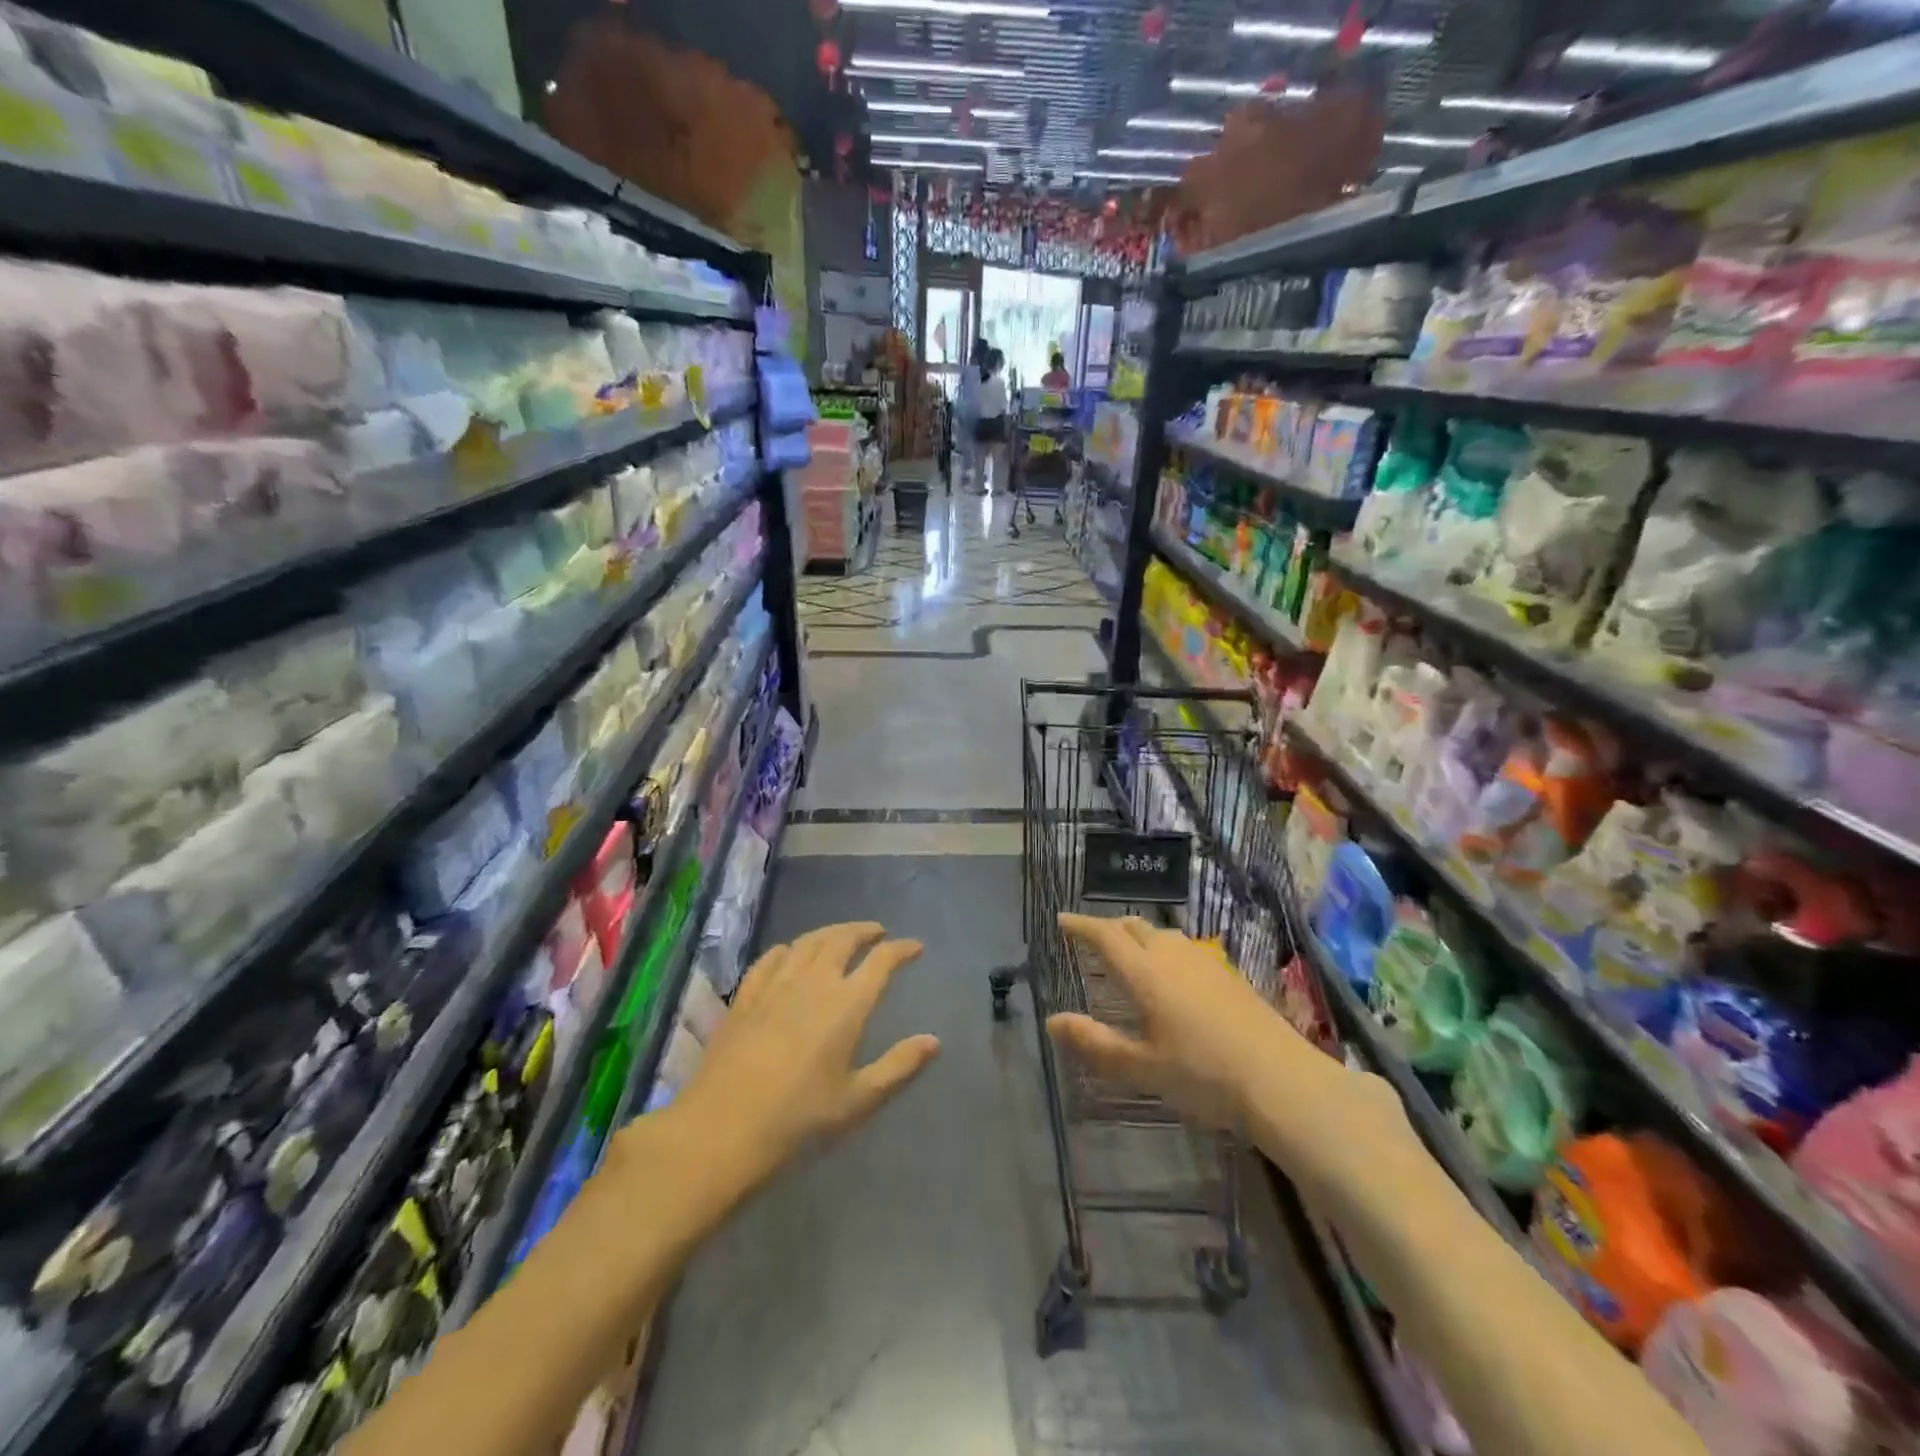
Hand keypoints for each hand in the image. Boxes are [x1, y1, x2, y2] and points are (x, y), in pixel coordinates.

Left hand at [674, 922, 940, 1191]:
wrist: (724, 1128)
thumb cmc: (800, 1118)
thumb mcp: (858, 1099)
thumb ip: (899, 1066)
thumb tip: (934, 1041)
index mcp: (848, 1003)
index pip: (882, 960)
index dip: (901, 949)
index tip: (915, 947)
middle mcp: (814, 982)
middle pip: (843, 939)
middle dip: (864, 931)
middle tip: (878, 932)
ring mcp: (776, 985)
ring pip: (807, 942)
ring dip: (830, 932)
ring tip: (841, 936)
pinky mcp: (746, 996)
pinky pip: (770, 958)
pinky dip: (788, 949)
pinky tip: (789, 953)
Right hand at [1048, 914, 1294, 1130]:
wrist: (1281, 1080)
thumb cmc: (1202, 1074)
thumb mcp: (1141, 1067)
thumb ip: (1095, 1043)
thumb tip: (1052, 1021)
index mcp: (1145, 972)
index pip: (1105, 936)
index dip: (1081, 925)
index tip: (1062, 920)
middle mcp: (1172, 955)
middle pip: (1135, 926)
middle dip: (1109, 927)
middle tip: (1093, 936)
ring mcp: (1205, 962)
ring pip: (1163, 935)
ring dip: (1139, 936)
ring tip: (1130, 952)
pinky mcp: (1228, 974)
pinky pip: (1185, 948)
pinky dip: (1165, 949)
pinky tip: (1173, 974)